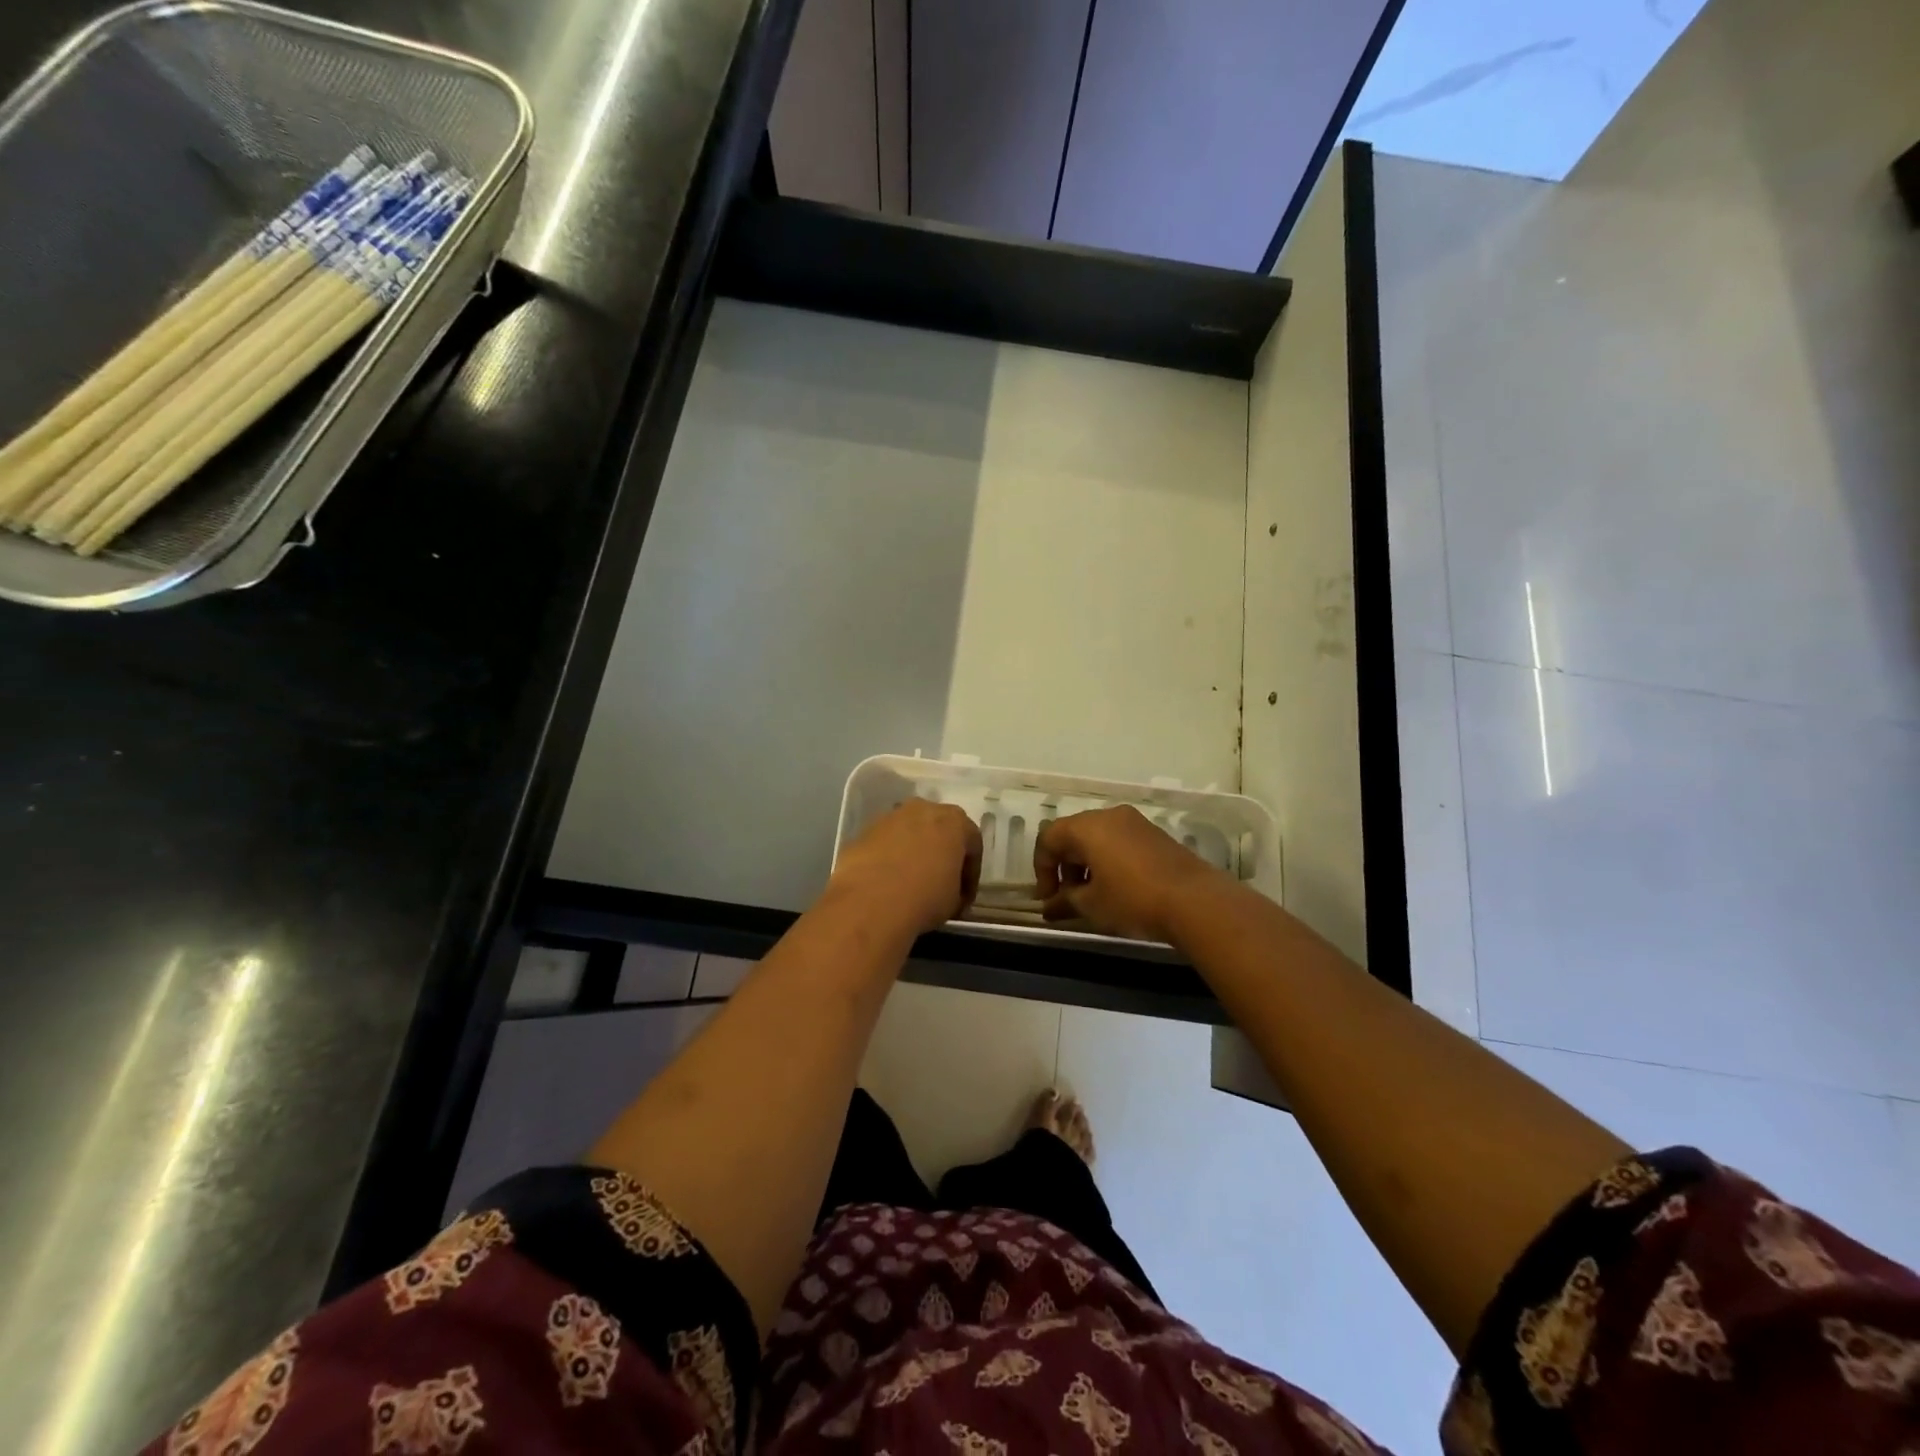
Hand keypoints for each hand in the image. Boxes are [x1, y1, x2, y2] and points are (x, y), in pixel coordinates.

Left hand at [826, 800, 982, 938]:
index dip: (971, 874)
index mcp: (955, 821)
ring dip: (914, 852)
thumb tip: (950, 893)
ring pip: (910, 832)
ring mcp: (891, 816)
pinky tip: (887, 882)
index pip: (972, 844)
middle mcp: (923, 809)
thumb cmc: (924, 897)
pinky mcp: (865, 830)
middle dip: (942, 853)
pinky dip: (890, 857)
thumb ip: (957, 889)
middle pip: (940, 829)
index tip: (964, 897)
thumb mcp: (954, 901)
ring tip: (911, 882)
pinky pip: (887, 842)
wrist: (869, 900)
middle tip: (940, 883)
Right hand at [1033, 806, 1230, 942]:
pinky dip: (1109, 862)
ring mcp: (1135, 823)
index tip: (1048, 899)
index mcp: (1087, 826)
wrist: (1195, 901)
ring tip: (1092, 898)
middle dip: (1064, 867)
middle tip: (1068, 899)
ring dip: (1087, 865)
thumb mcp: (1092, 905)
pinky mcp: (1155, 835)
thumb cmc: (1132, 899)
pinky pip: (1120, 843)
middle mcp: (1109, 815)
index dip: (1042, 869)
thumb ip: (1065, 901)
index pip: (1048, 839)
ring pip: (1098, 839)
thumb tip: (1050, 906)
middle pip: (1073, 835)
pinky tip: (1117, 890)